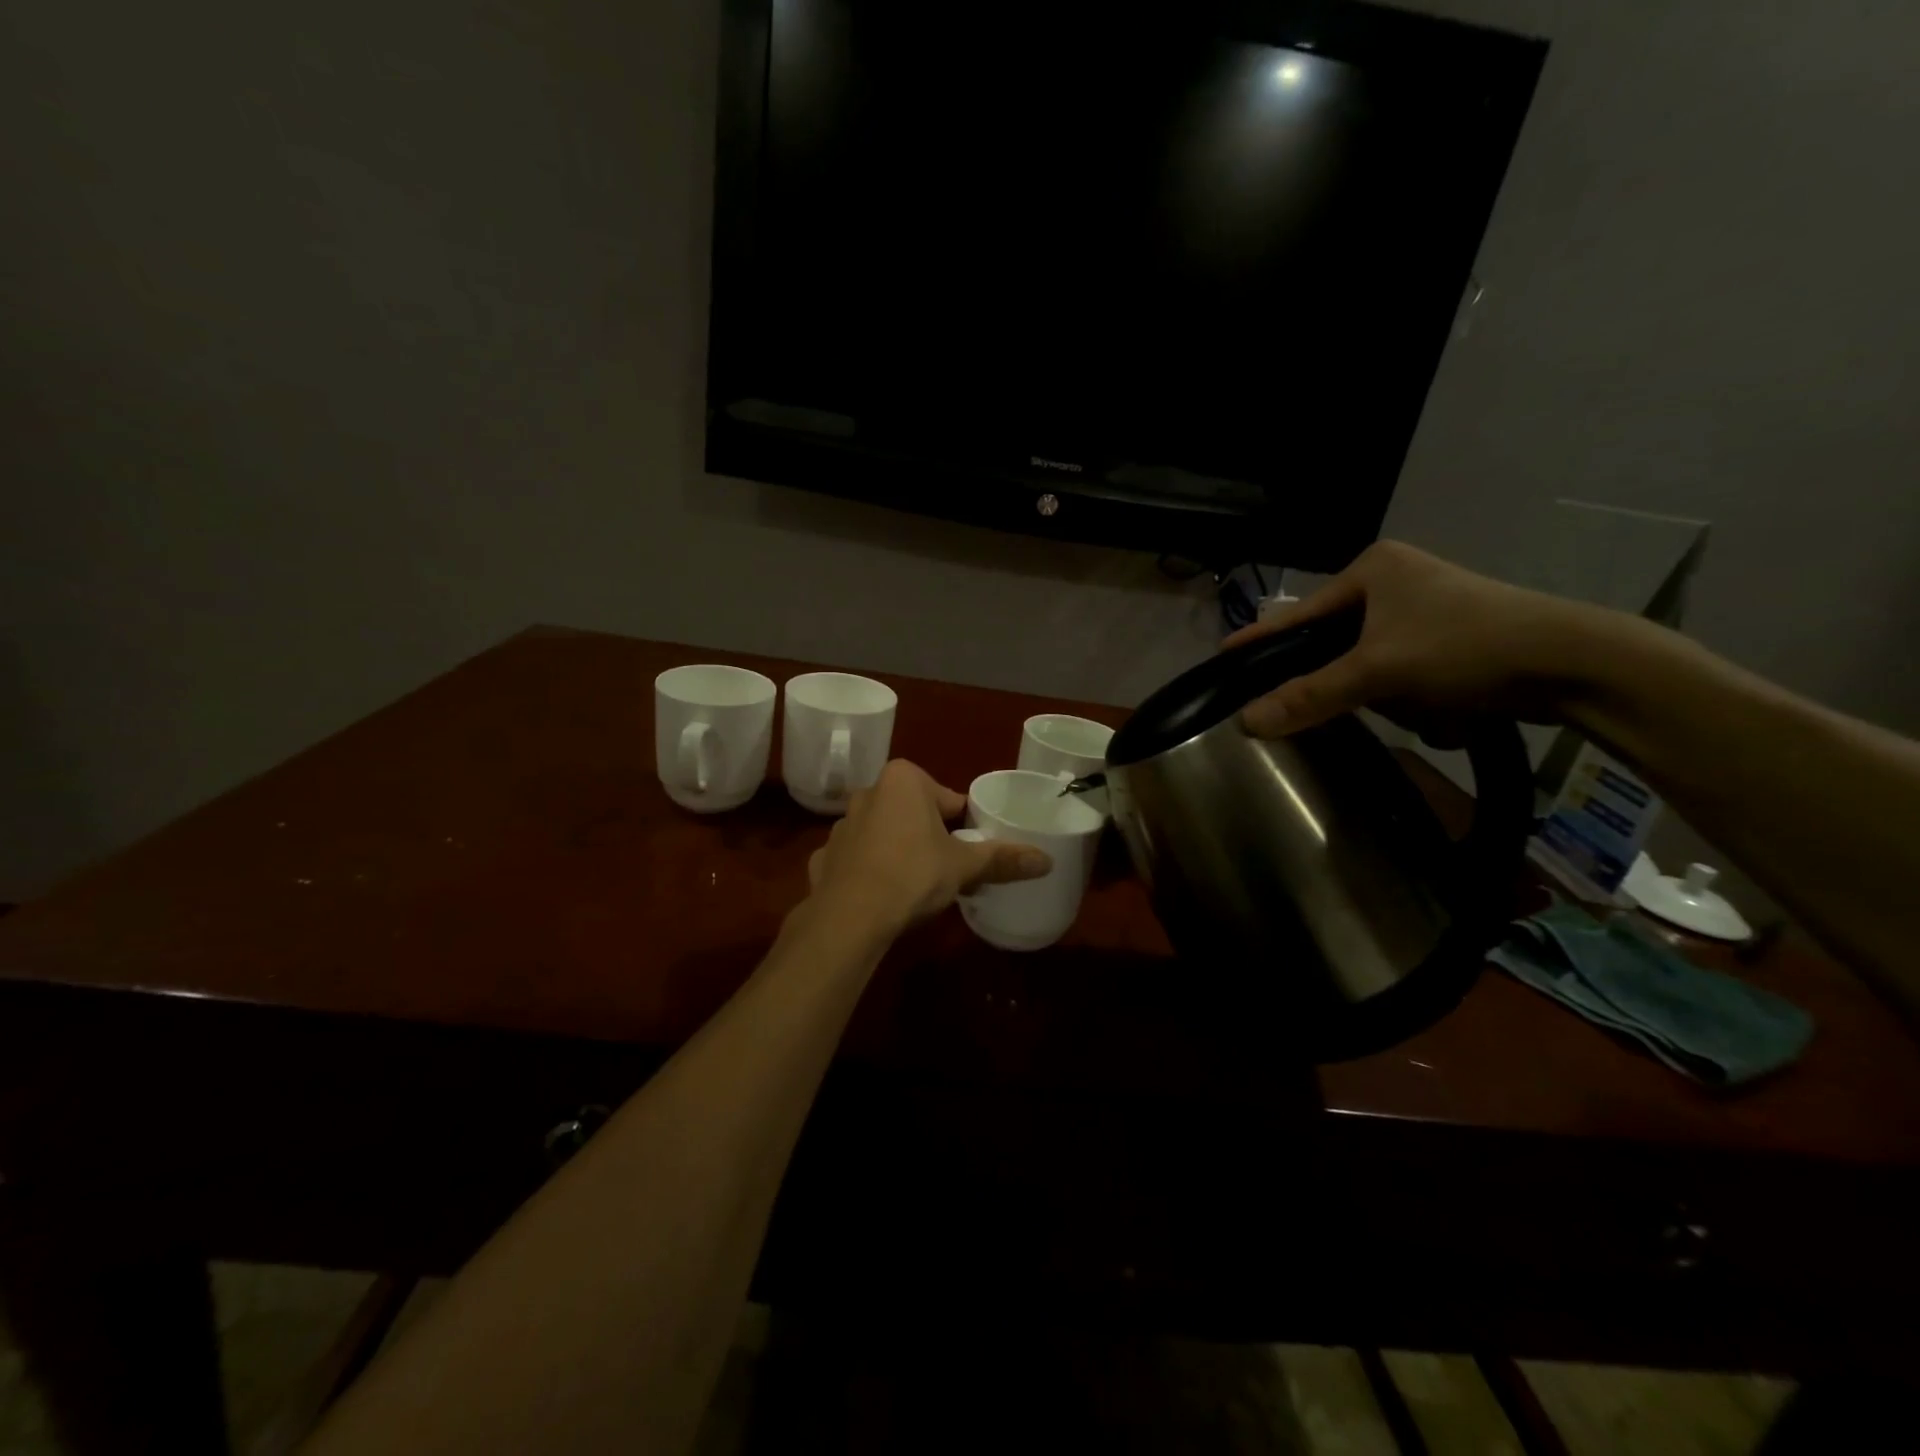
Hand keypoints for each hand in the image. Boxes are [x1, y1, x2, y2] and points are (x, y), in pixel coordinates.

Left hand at [806, 760, 1051, 935]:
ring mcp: (840, 825)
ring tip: (914, 886)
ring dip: (898, 851)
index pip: (948, 799)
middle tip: (947, 869)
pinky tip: (880, 897)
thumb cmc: (912, 875)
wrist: (849, 917)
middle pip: (914, 812)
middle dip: (929, 836)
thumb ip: (1002, 859)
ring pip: (883, 834)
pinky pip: (856, 859)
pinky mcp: (823, 857)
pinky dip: (869, 872)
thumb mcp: (964, 866)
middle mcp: (868, 792)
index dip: (964, 826)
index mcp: (903, 780)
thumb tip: (1047, 860)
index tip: (970, 850)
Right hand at [1223, 541, 1600, 737]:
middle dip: (1339, 675)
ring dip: (1378, 689)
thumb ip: (1310, 696)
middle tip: (1326, 702)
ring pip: (1367, 657)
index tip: (1222, 655)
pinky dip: (1407, 691)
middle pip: (1333, 638)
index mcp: (1373, 569)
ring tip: (1407, 706)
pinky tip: (1430, 707)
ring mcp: (1425, 606)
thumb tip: (1246, 723)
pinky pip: (1400, 666)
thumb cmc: (1464, 648)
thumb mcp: (1378, 672)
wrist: (1574, 663)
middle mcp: (1395, 579)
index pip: (1298, 613)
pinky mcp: (1450, 633)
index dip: (1260, 638)